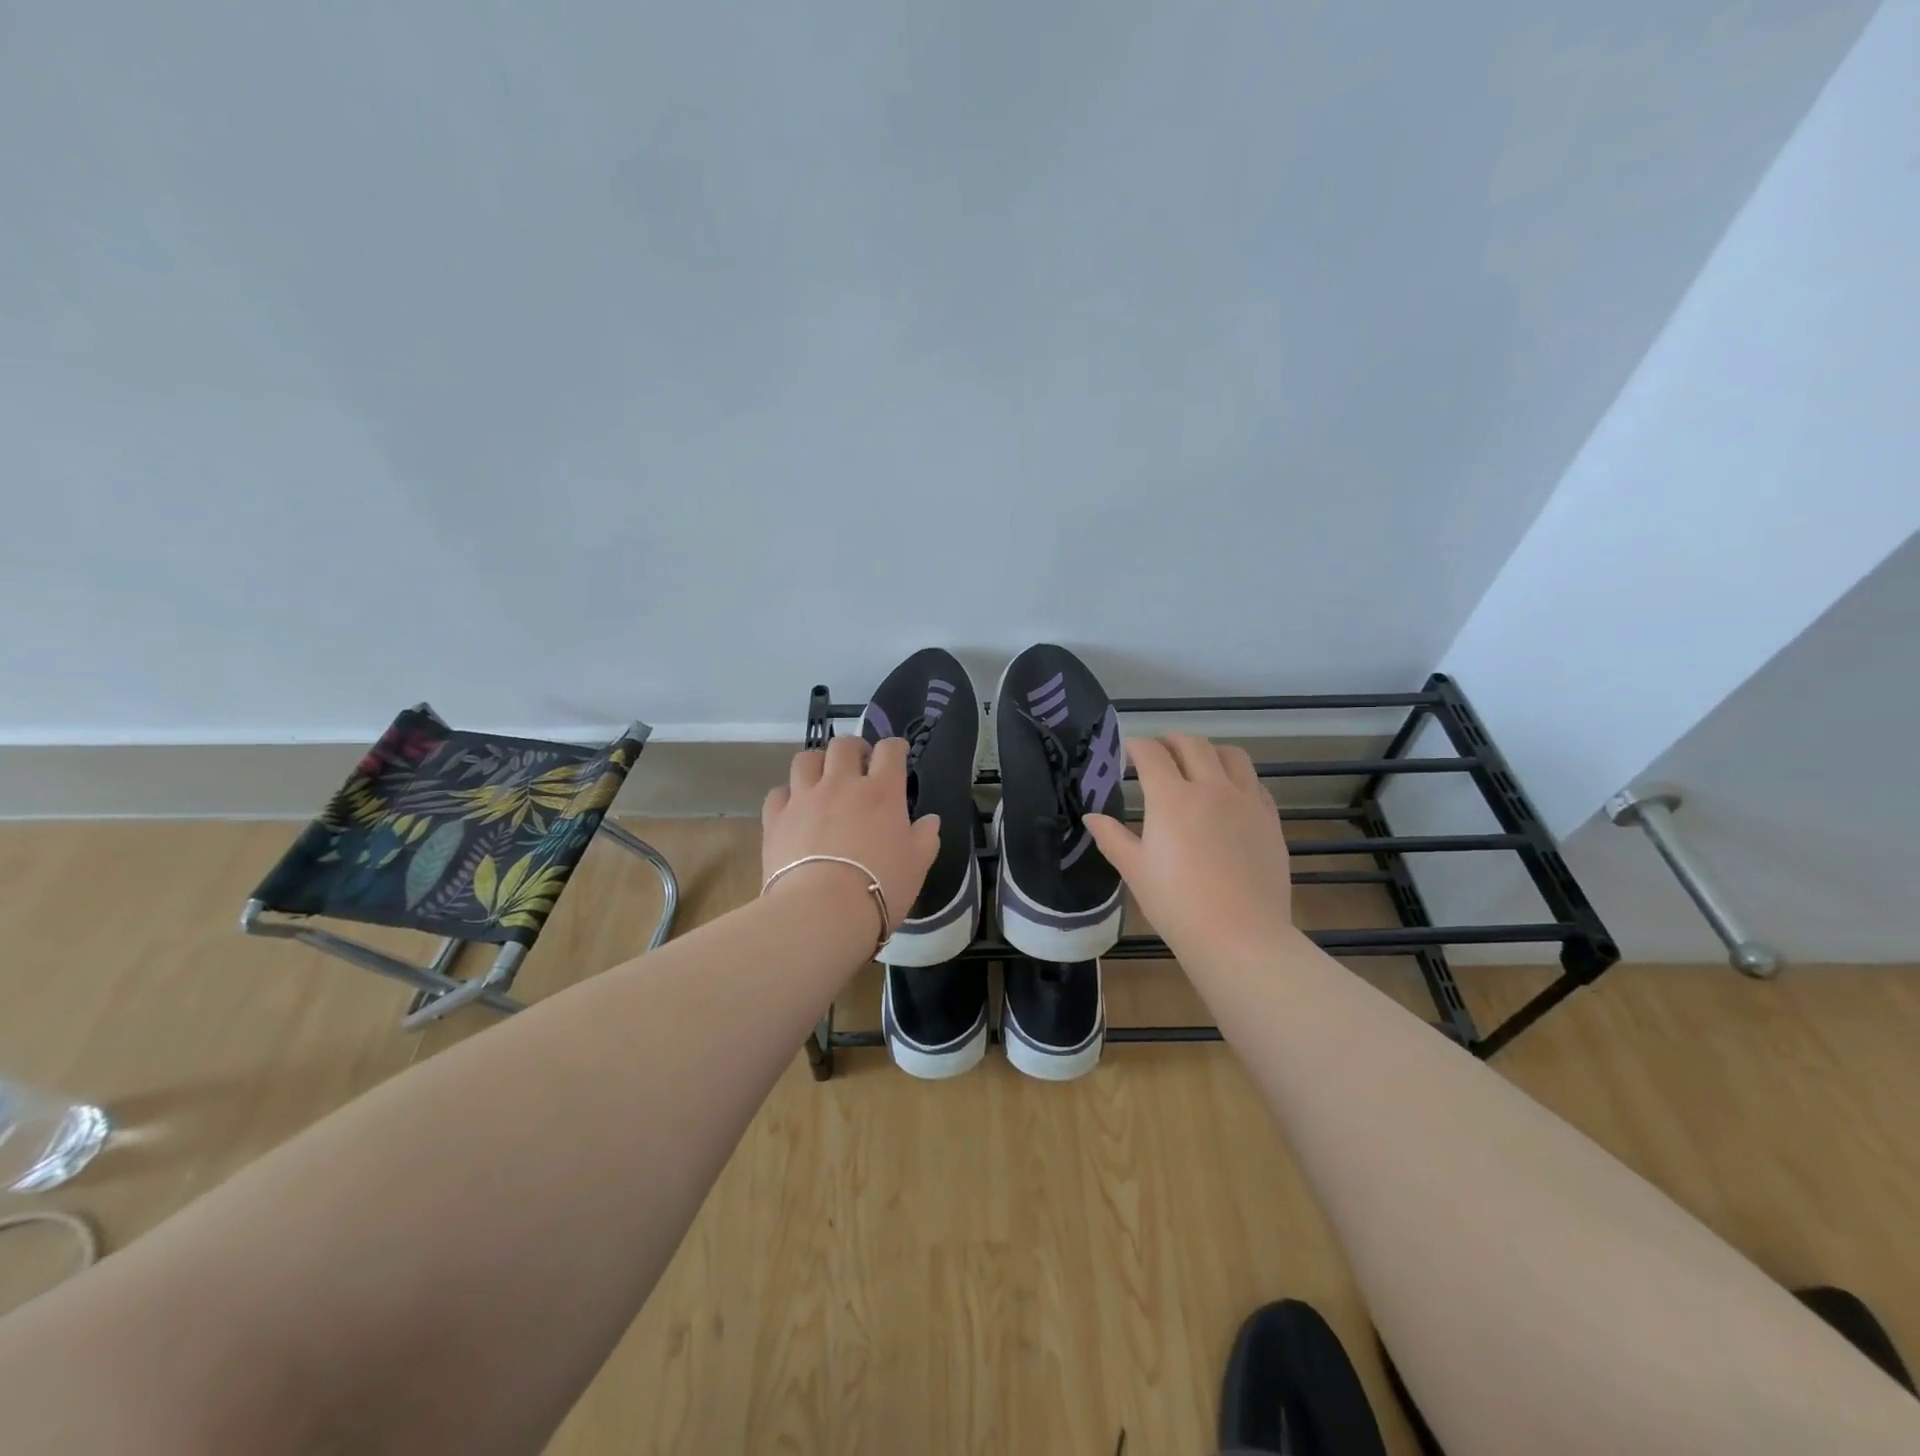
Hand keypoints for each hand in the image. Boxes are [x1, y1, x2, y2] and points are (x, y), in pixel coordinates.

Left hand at [761, 736, 941, 932]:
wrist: (822, 911)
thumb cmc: (880, 887)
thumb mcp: (917, 866)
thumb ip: (925, 838)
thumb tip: (930, 820)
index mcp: (881, 792)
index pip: (889, 750)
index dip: (895, 747)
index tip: (898, 754)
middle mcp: (841, 784)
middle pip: (844, 745)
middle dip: (854, 748)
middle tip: (859, 765)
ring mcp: (804, 798)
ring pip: (806, 760)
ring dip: (818, 763)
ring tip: (822, 779)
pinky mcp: (776, 819)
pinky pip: (778, 793)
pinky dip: (788, 795)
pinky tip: (794, 809)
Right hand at [1085, 734, 1296, 967]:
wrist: (1240, 937)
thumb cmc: (1177, 905)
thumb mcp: (1135, 871)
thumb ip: (1112, 837)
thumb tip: (1091, 817)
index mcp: (1172, 798)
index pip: (1151, 753)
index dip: (1136, 746)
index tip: (1127, 751)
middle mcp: (1211, 788)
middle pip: (1192, 744)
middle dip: (1170, 741)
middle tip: (1158, 753)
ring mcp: (1246, 801)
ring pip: (1231, 754)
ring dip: (1209, 751)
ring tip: (1198, 765)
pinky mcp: (1270, 819)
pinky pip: (1255, 783)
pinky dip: (1237, 778)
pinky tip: (1229, 797)